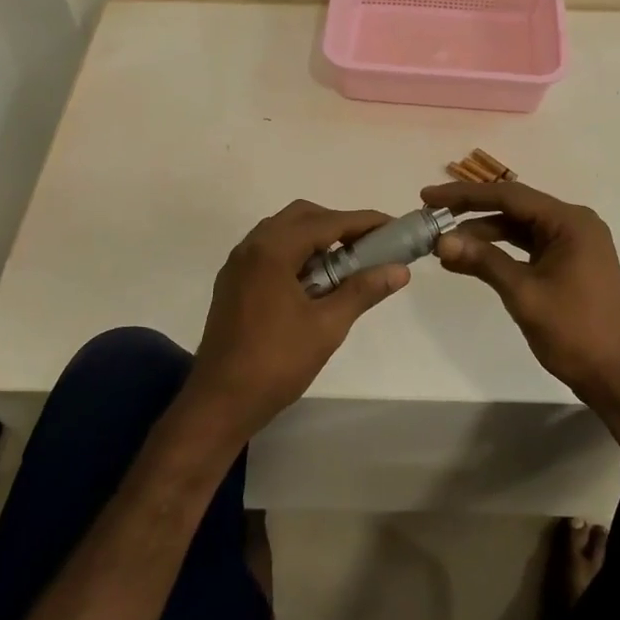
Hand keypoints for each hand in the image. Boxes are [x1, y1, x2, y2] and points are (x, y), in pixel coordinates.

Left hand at [183, 200, 408, 444]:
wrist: (219, 402)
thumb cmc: (276, 363)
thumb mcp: (327, 327)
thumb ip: (363, 291)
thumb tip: (400, 270)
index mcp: (272, 251)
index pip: (326, 222)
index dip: (363, 222)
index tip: (393, 226)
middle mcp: (251, 247)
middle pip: (301, 217)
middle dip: (338, 224)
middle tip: (368, 246)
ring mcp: (237, 265)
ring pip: (282, 232)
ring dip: (315, 239)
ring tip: (344, 264)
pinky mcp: (232, 283)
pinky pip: (268, 251)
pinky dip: (295, 253)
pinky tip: (313, 282)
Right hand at [421, 181, 619, 403]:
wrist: (618, 377)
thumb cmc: (575, 332)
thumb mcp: (524, 293)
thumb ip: (483, 261)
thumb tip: (441, 240)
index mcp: (570, 221)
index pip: (509, 196)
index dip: (465, 195)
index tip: (428, 196)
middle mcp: (574, 223)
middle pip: (514, 207)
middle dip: (471, 211)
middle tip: (430, 215)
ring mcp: (573, 243)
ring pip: (519, 227)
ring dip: (483, 233)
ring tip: (443, 242)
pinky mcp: (569, 262)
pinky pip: (528, 245)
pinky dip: (500, 250)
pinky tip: (470, 258)